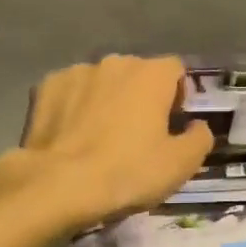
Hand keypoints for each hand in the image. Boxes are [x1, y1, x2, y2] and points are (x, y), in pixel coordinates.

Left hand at [10, 55, 212, 233]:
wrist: (58, 184)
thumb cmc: (128, 171)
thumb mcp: (181, 165)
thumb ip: (200, 138)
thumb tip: (197, 126)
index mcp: (152, 74)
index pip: (176, 70)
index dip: (178, 95)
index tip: (172, 124)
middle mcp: (115, 62)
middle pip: (137, 74)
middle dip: (141, 97)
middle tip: (137, 134)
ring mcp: (77, 71)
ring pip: (102, 82)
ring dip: (107, 100)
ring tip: (99, 136)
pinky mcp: (45, 87)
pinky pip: (70, 92)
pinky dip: (74, 107)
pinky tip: (71, 135)